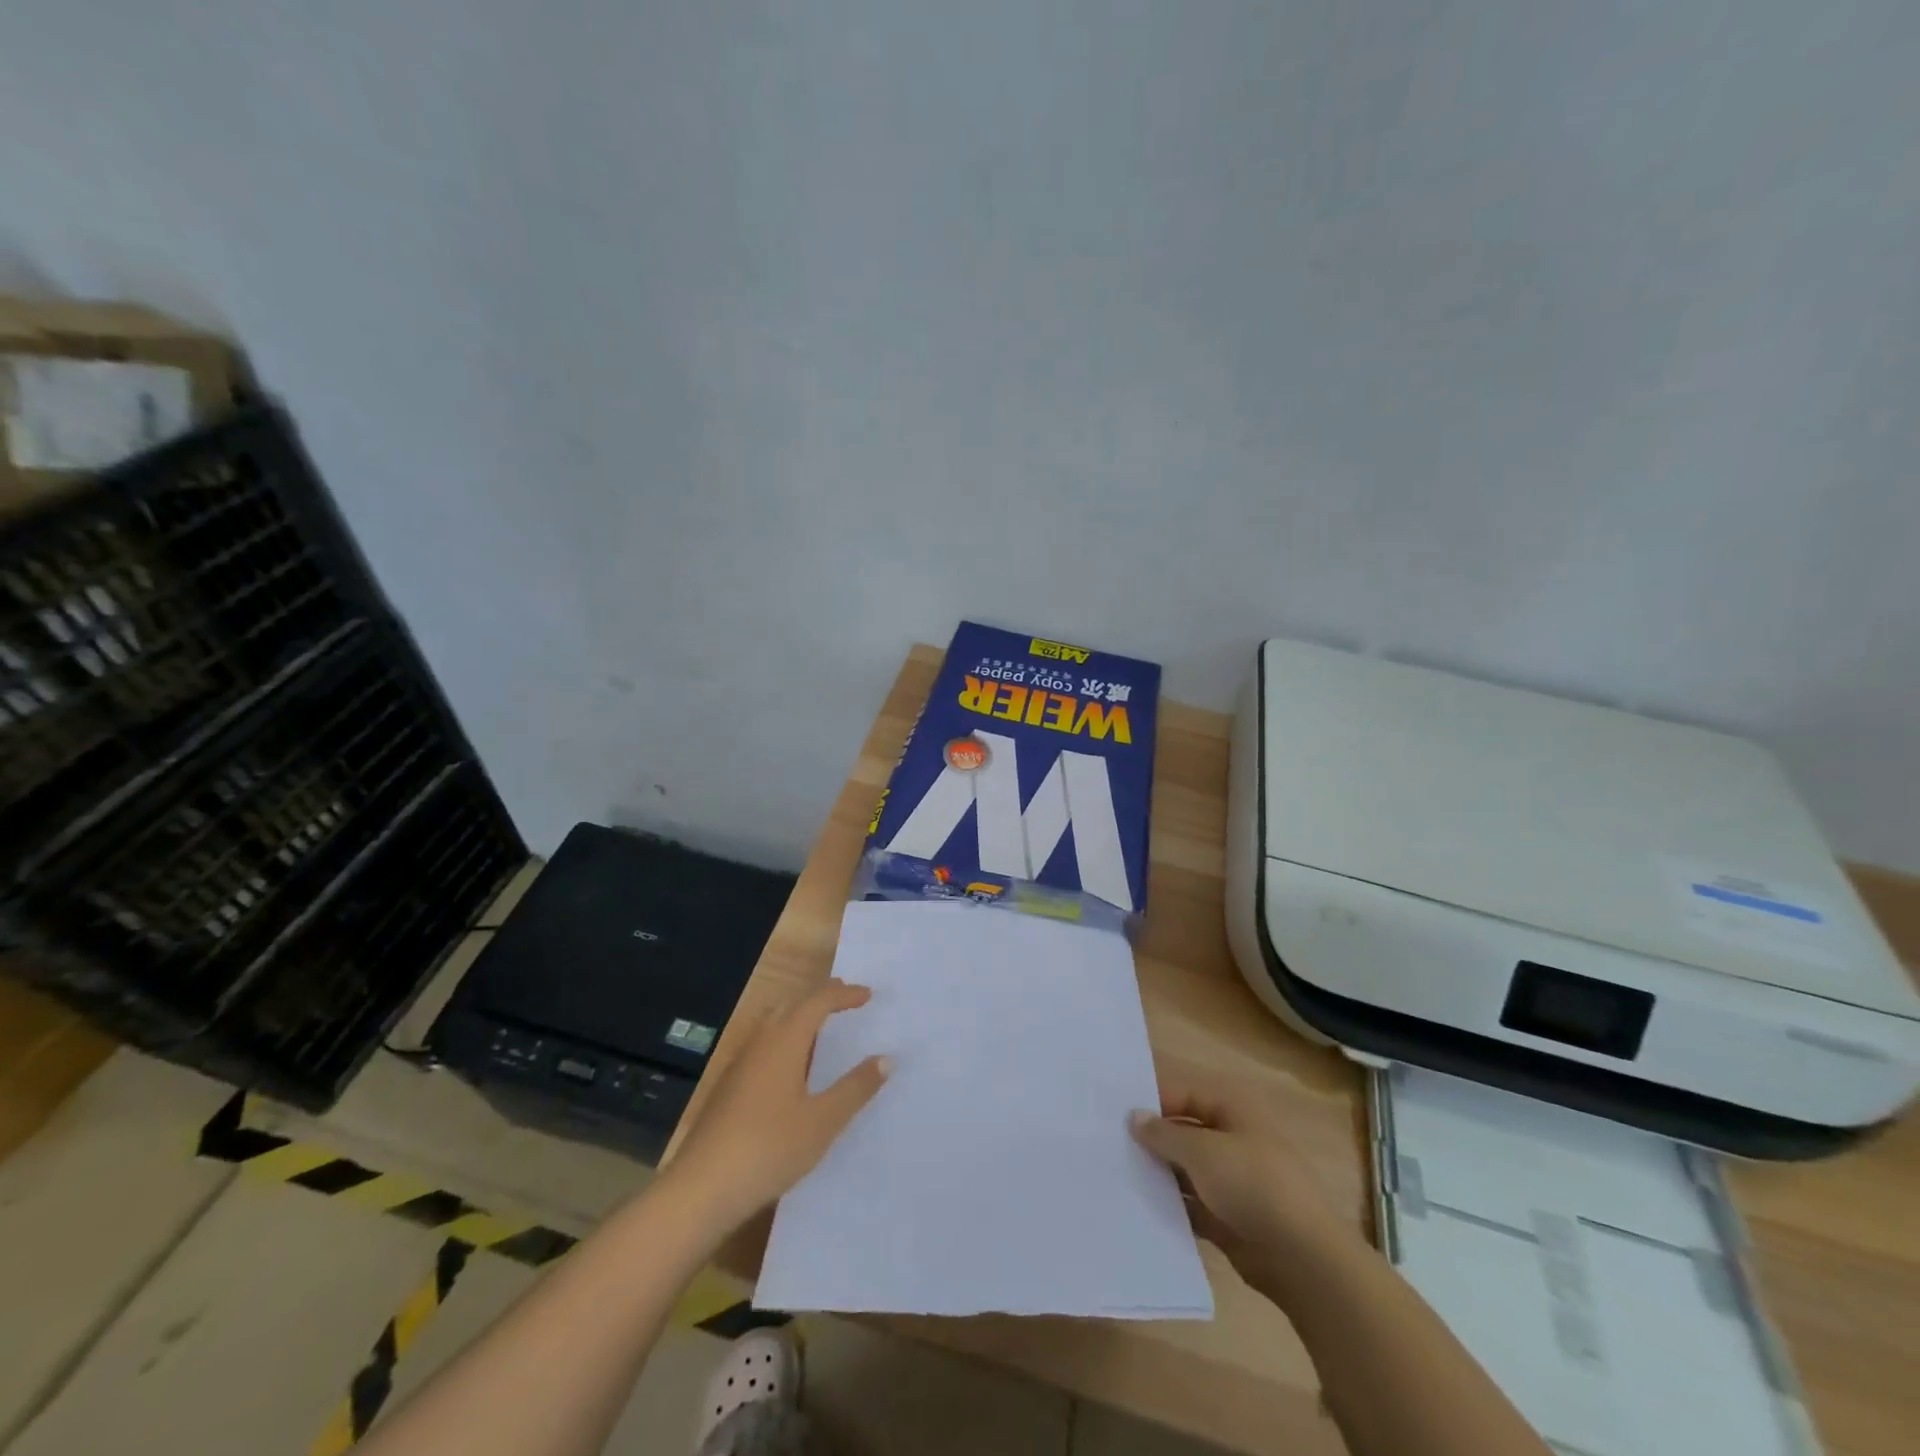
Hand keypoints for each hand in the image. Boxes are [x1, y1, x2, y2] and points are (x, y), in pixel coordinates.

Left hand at [667, 979, 891, 1229]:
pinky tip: (791, 1067)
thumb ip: (856, 1088)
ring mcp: (740, 1065)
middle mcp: (760, 1042)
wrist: (700, 1190)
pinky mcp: (728, 1087)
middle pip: (792, 1004)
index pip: (817, 1002)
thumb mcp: (823, 1121)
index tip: (868, 995)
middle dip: (819, 998)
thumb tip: (886, 1058)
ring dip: (799, 1015)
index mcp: (784, 1041)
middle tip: (846, 1000)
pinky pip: (762, 1044)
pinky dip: (784, 1038)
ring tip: (821, 1027)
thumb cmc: (769, 1148)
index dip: (843, 995)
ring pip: (773, 1023)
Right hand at [1131, 1073, 1352, 1294]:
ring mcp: (1232, 1181)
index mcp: (1232, 1110)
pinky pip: (1191, 1204)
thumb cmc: (1253, 1185)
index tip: (1113, 1112)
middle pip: (1183, 1131)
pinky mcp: (1229, 1218)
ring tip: (1115, 1173)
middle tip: (1107, 1142)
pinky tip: (1138, 1206)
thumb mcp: (1202, 1151)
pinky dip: (1170, 1205)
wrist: (1303, 1259)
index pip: (1183, 1094)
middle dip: (1151, 1139)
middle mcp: (1232, 1139)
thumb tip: (1134, 1116)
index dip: (1151, 1101)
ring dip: (1158, 1173)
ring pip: (1185, 1169)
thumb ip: (1164, 1133)